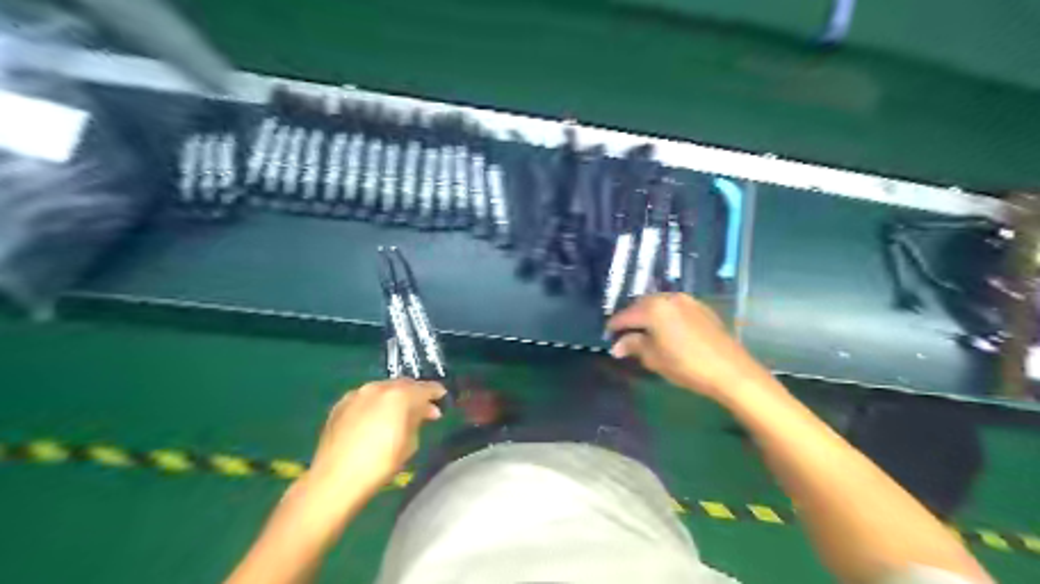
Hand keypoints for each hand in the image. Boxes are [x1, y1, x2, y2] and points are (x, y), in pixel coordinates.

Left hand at [306, 378, 441, 497]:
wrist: (334, 480)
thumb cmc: (380, 464)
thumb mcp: (410, 443)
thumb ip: (417, 420)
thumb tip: (423, 411)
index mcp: (399, 395)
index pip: (425, 388)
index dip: (436, 392)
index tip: (442, 398)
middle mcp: (378, 387)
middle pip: (403, 385)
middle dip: (415, 394)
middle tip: (424, 409)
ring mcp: (357, 394)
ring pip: (383, 389)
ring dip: (394, 397)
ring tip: (399, 413)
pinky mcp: (341, 404)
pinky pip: (365, 398)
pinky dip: (375, 403)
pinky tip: (376, 418)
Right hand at [612, 292, 769, 400]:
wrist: (730, 370)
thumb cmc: (686, 365)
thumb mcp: (654, 358)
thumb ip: (633, 346)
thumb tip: (617, 345)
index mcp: (653, 308)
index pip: (625, 315)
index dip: (614, 327)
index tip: (607, 337)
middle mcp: (668, 297)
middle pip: (641, 305)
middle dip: (631, 319)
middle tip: (624, 336)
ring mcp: (687, 300)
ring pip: (658, 304)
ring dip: (648, 315)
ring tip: (644, 332)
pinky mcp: (701, 307)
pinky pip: (674, 307)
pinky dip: (664, 315)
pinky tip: (666, 330)